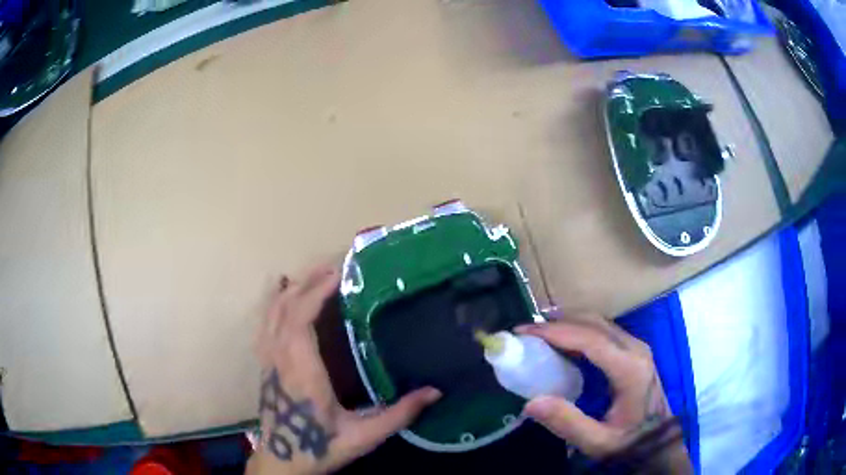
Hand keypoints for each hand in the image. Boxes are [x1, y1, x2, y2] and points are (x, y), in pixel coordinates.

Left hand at [248, 264, 441, 474]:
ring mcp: (268, 360)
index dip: (316, 292)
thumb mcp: (363, 437)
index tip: (339, 275)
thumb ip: (398, 415)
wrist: (282, 460)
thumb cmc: (319, 447)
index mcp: (302, 371)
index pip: (301, 319)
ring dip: (290, 288)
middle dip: (308, 283)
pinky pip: (264, 323)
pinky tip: (278, 289)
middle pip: (286, 308)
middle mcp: (280, 358)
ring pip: (271, 313)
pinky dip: (271, 301)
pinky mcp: (264, 364)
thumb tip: (435, 392)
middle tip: (334, 266)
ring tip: (312, 273)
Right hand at [516, 314, 690, 471]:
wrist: (659, 441)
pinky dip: (580, 330)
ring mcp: (638, 347)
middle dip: (558, 322)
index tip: (524, 332)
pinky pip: (604, 330)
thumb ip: (567, 423)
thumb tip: (531, 402)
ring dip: (568, 323)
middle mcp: (636, 349)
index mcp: (630, 369)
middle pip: (594, 323)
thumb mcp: (598, 442)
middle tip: (527, 332)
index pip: (590, 339)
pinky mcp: (635, 350)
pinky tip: (563, 341)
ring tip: (539, 334)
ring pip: (600, 322)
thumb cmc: (630, 442)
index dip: (555, 332)